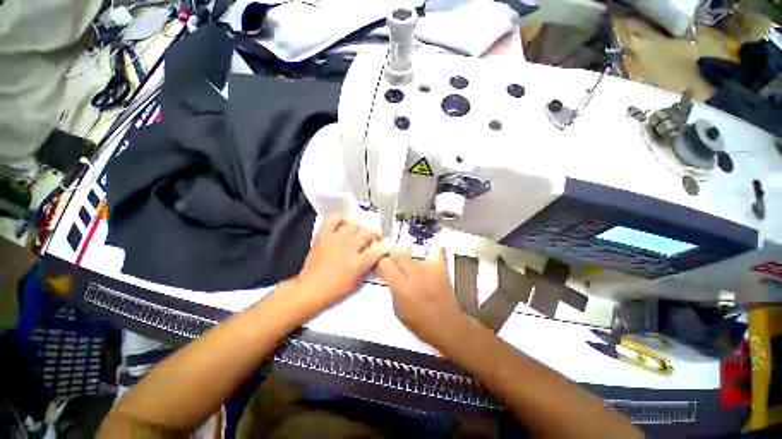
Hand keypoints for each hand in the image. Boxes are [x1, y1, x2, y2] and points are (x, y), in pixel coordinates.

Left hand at [294, 214, 386, 308]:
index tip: (383, 248)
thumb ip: (368, 266)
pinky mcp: (324, 236)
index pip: (378, 249)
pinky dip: (338, 218)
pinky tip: (342, 221)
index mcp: (359, 262)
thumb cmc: (336, 289)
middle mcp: (350, 247)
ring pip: (353, 225)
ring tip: (357, 232)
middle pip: (367, 234)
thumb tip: (375, 255)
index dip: (383, 248)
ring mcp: (336, 239)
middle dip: (373, 236)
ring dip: (358, 228)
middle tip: (372, 239)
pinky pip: (332, 220)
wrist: (311, 289)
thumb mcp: (357, 282)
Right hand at [377, 247, 469, 348]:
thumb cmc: (422, 324)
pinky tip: (426, 261)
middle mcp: (415, 274)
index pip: (385, 264)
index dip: (381, 267)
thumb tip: (388, 276)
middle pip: (397, 254)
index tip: (383, 271)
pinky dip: (430, 254)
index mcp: (402, 288)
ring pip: (411, 254)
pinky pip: (435, 252)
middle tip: (394, 269)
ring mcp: (430, 268)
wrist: (449, 326)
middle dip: (392, 260)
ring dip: (407, 261)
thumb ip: (392, 290)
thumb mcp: (398, 311)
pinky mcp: (441, 267)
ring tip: (411, 271)